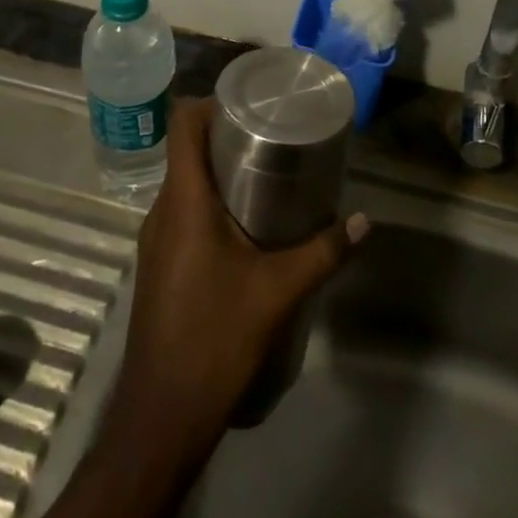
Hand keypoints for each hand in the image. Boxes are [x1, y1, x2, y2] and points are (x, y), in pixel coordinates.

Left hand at [110, 98, 367, 457]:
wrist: (162, 414)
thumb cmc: (215, 338)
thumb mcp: (279, 291)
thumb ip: (323, 252)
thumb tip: (363, 221)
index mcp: (184, 201)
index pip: (182, 125)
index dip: (210, 102)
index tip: (249, 102)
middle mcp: (162, 211)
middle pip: (186, 151)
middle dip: (225, 136)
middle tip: (272, 135)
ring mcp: (155, 240)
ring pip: (184, 183)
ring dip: (218, 172)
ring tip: (266, 175)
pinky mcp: (159, 264)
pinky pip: (181, 213)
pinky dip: (209, 202)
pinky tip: (245, 224)